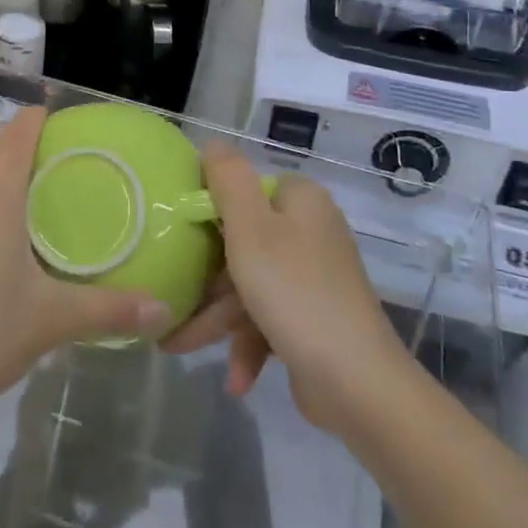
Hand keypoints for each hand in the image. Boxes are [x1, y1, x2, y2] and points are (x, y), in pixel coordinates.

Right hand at [163, 145, 406, 434]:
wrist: (358, 384)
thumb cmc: (294, 293)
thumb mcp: (250, 228)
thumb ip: (227, 179)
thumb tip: (213, 143)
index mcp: (300, 200)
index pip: (243, 190)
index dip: (207, 211)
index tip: (174, 236)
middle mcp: (310, 231)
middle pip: (242, 242)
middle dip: (205, 280)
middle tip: (169, 301)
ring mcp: (314, 276)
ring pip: (250, 284)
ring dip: (216, 318)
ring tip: (176, 347)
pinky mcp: (314, 318)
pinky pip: (268, 318)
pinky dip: (248, 344)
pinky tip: (236, 380)